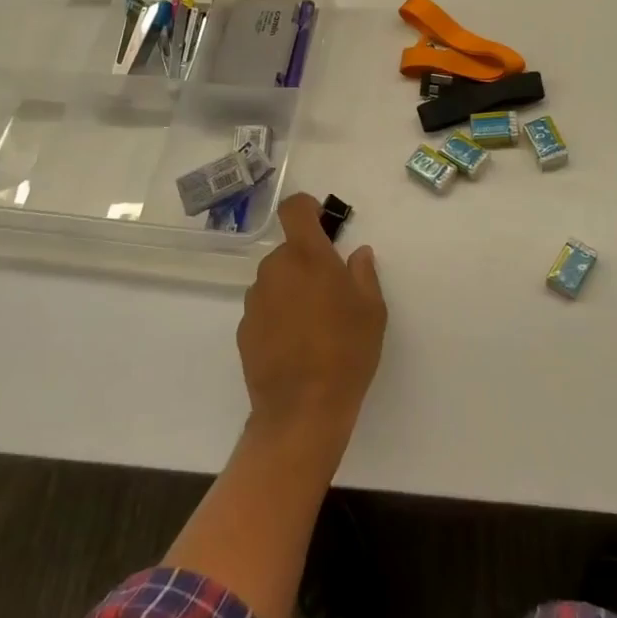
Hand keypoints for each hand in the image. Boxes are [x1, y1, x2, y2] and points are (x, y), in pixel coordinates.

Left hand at [238, 192, 385, 442]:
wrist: (303, 410)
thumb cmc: (347, 351)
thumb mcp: (372, 310)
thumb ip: (363, 274)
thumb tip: (357, 254)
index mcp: (307, 256)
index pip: (295, 209)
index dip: (306, 208)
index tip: (321, 222)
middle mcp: (275, 270)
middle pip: (289, 251)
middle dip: (307, 262)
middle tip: (331, 292)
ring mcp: (255, 300)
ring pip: (276, 280)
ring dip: (292, 290)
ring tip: (314, 324)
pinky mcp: (244, 329)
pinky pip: (265, 308)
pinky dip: (278, 315)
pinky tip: (295, 345)